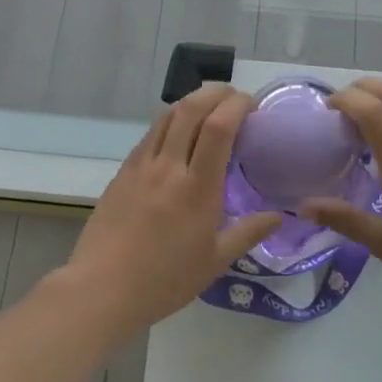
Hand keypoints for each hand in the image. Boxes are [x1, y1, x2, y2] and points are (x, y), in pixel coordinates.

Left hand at [62, 84, 281, 339]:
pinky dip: (170, 122)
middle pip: (191, 108)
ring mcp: (142, 165)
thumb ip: (248, 233)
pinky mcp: (123, 171)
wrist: (102, 289)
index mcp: (197, 188)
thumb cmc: (164, 280)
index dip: (237, 105)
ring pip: (167, 115)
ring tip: (208, 109)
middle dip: (216, 93)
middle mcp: (168, 166)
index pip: (218, 127)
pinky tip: (178, 135)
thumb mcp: (215, 262)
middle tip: (234, 99)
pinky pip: (150, 134)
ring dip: (191, 102)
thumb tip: (279, 217)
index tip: (253, 105)